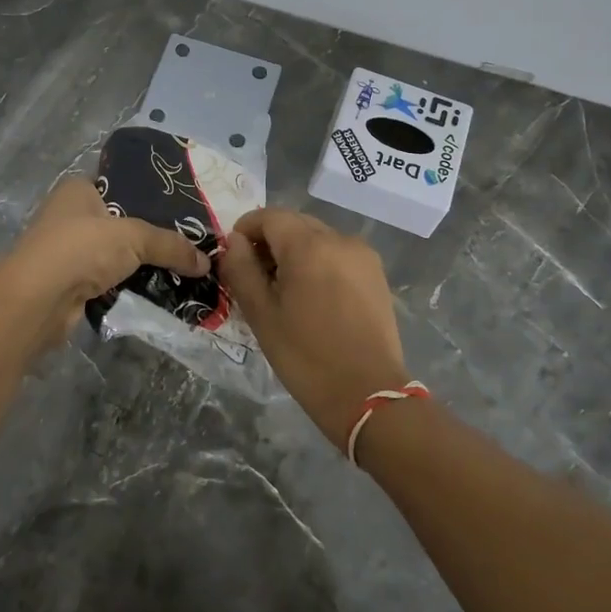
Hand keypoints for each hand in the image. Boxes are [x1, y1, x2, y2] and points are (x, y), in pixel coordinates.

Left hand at [0, 177, 209, 350]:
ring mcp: (68, 251)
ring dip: (141, 264)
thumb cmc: (81, 249)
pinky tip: (158, 291)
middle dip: (150, 235)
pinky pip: (110, 280)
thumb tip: (206, 262)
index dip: (150, 196)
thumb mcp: (133, 237)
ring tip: (182, 268)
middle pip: (121, 222)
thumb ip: (170, 245)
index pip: (120, 185)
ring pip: (116, 254)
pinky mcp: (71, 283)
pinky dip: (129, 286)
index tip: (183, 209)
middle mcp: (70, 215)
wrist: (38, 300)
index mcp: (78, 190)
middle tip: (189, 243)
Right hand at [219, 207, 409, 448]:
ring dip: (295, 251)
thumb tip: (235, 242)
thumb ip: (241, 269)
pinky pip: (338, 253)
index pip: (269, 216)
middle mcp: (339, 239)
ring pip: (318, 237)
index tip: (234, 255)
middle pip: (295, 223)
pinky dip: (319, 262)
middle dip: (271, 240)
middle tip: (254, 275)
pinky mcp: (376, 274)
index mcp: (308, 245)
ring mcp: (362, 255)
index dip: (246, 229)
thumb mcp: (261, 314)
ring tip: (284, 289)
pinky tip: (312, 296)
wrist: (367, 395)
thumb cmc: (306, 356)